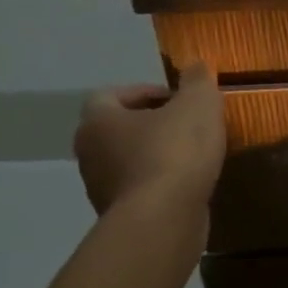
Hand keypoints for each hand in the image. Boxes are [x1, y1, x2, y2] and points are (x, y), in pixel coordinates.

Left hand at [74, 66, 227, 224]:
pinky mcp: (121, 217)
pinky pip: (142, 189)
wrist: (163, 221)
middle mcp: (90, 154)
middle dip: (152, 123)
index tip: (176, 97)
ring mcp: (101, 190)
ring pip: (130, 160)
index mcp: (99, 121)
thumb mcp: (197, 103)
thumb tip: (195, 67)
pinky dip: (163, 182)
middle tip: (187, 122)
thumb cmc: (174, 151)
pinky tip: (191, 181)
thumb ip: (197, 80)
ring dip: (157, 153)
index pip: (109, 95)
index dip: (142, 91)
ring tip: (195, 152)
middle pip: (118, 129)